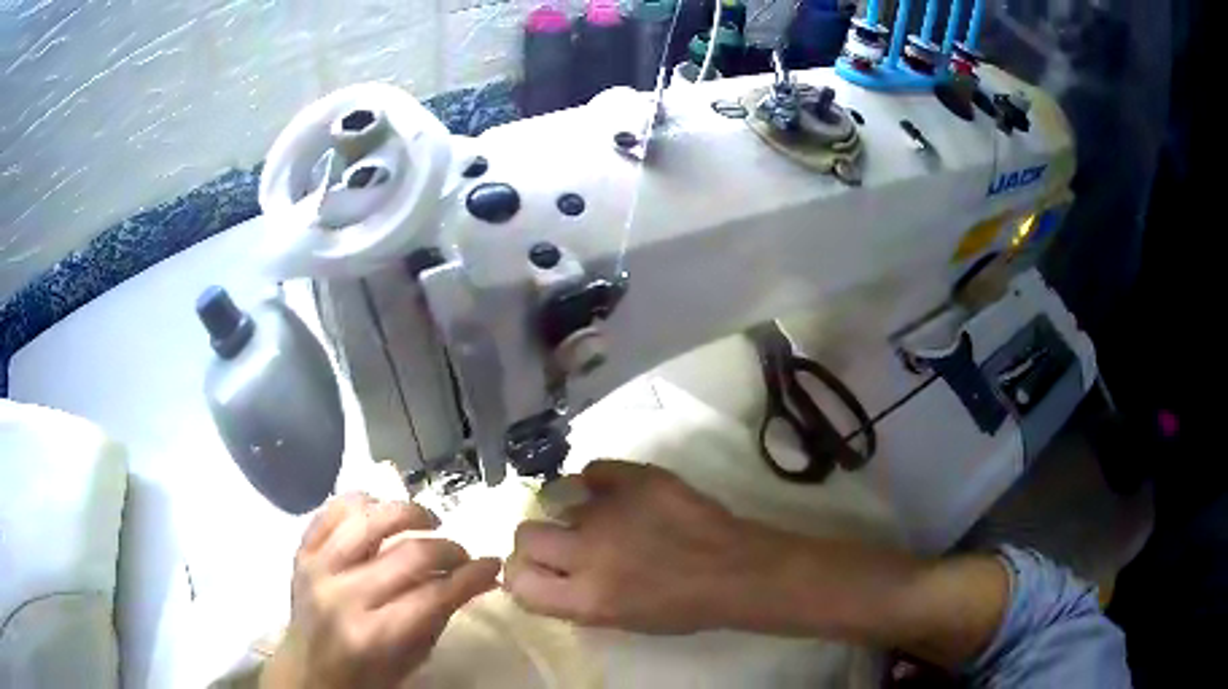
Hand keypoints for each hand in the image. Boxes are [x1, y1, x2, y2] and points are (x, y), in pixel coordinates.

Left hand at [262, 494, 500, 688]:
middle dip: (449, 549)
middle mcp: (344, 595)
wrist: (310, 669)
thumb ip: (441, 613)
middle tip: (462, 554)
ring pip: (369, 518)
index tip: (492, 565)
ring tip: (427, 521)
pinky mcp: (302, 551)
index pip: (435, 594)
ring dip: (408, 512)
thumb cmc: (369, 674)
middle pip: (409, 553)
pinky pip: (332, 509)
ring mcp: (318, 568)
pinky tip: (381, 510)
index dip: (471, 576)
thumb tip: (479, 576)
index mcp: (376, 634)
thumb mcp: (413, 656)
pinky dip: (362, 501)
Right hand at [504, 461, 773, 633]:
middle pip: (526, 534)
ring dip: (572, 512)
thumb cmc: (681, 608)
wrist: (734, 570)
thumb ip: (574, 598)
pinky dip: (598, 481)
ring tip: (599, 518)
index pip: (517, 581)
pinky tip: (615, 493)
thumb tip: (546, 575)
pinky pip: (594, 470)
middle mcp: (587, 552)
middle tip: (559, 543)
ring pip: (559, 500)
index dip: (520, 575)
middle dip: (536, 540)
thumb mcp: (618, 620)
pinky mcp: (637, 479)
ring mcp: (611, 511)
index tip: (534, 571)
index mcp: (585, 597)